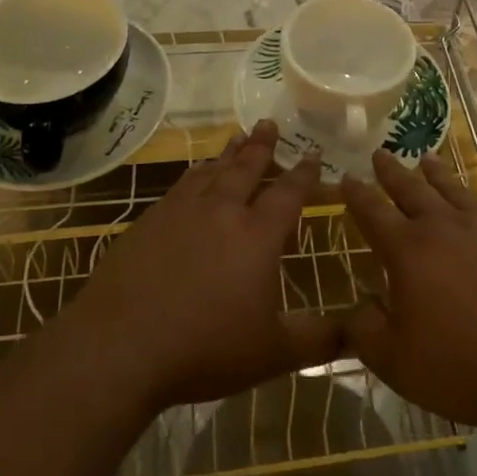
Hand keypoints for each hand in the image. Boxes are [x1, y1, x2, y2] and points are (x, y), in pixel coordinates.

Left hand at [67, 120, 340, 413]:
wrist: (121, 345)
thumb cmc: (204, 347)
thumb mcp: (272, 352)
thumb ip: (316, 339)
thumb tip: (356, 331)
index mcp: (257, 236)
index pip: (288, 194)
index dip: (304, 174)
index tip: (313, 154)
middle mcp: (221, 211)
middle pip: (246, 168)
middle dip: (262, 145)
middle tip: (270, 123)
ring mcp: (181, 212)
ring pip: (212, 170)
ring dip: (228, 153)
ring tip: (237, 137)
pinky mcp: (149, 221)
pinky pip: (181, 185)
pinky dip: (195, 173)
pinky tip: (194, 176)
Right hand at [340, 150, 476, 434]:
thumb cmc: (466, 366)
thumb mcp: (398, 362)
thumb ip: (365, 332)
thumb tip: (354, 309)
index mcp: (408, 251)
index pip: (373, 213)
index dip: (357, 195)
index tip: (346, 177)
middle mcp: (443, 228)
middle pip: (411, 190)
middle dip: (392, 172)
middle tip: (380, 153)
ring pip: (451, 190)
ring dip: (434, 173)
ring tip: (425, 158)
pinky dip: (469, 195)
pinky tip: (471, 202)